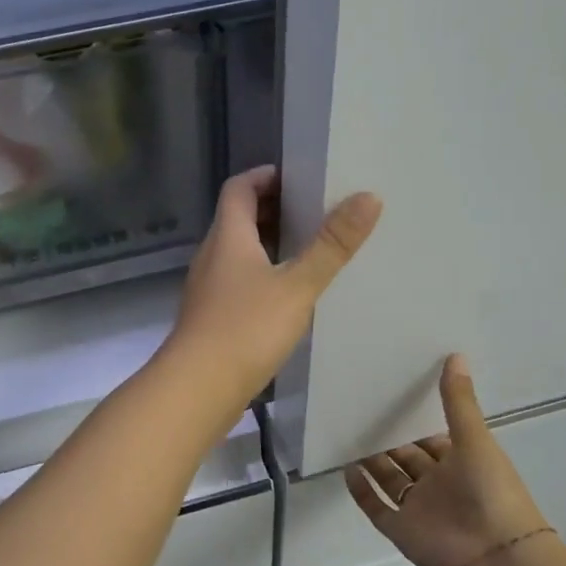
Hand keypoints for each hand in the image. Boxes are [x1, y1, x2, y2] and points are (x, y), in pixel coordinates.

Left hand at [165, 166, 380, 404]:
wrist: (197, 388)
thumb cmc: (246, 329)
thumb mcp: (297, 285)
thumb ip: (331, 245)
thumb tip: (368, 197)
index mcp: (228, 237)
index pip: (239, 188)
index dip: (264, 176)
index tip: (298, 178)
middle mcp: (211, 256)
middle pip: (237, 219)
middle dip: (271, 210)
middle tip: (312, 213)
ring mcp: (207, 288)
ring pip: (236, 253)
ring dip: (267, 245)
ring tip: (307, 252)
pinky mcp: (209, 317)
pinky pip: (236, 282)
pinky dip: (260, 276)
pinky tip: (286, 297)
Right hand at [345, 356, 555, 565]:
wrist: (495, 556)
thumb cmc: (490, 491)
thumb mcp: (475, 439)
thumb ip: (459, 401)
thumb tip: (455, 355)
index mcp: (461, 463)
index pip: (433, 439)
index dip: (414, 422)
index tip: (390, 397)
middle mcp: (438, 485)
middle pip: (407, 459)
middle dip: (388, 439)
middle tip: (359, 412)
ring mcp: (418, 509)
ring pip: (389, 481)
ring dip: (372, 462)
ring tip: (347, 435)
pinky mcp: (401, 530)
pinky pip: (376, 507)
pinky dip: (361, 491)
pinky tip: (346, 469)